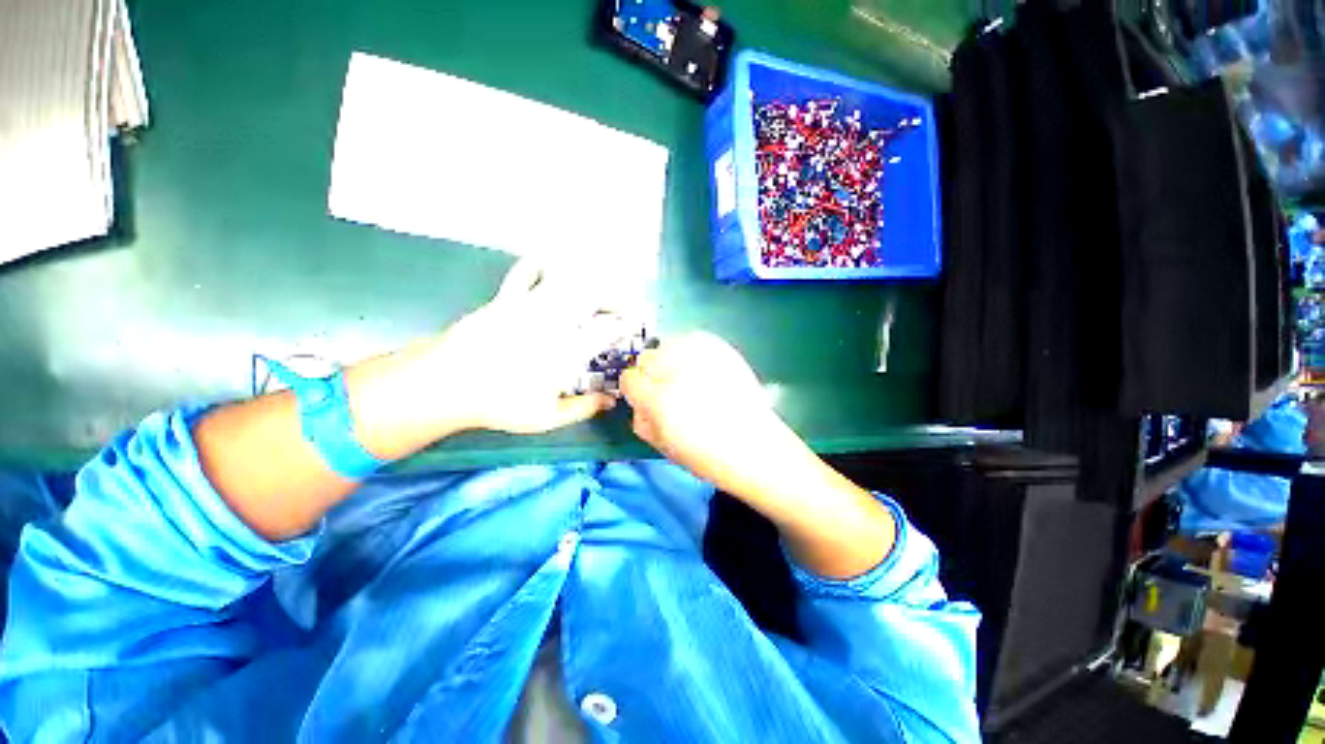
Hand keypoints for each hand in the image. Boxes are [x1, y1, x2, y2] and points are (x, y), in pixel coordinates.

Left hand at [419, 259, 629, 434]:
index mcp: (567, 351)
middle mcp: (554, 322)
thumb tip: (610, 402)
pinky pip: (526, 273)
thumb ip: (583, 408)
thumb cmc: (499, 405)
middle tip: (620, 307)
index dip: (626, 323)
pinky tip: (549, 264)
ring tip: (595, 287)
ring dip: (586, 279)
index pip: (607, 329)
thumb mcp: (547, 417)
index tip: (634, 324)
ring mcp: (529, 306)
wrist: (446, 385)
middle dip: (614, 298)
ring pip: (566, 280)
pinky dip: (541, 265)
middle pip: (593, 296)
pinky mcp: (506, 299)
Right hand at [620, 332, 801, 497]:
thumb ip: (641, 420)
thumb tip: (636, 402)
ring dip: (670, 361)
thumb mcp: (663, 447)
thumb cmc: (707, 456)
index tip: (646, 400)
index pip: (629, 379)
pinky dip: (690, 351)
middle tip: (669, 391)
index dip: (636, 392)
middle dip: (652, 375)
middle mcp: (677, 371)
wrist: (755, 446)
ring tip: (688, 379)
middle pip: (646, 358)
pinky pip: (691, 339)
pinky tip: (702, 369)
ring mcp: (701, 355)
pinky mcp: (720, 347)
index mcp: (659, 400)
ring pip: (667, 345)